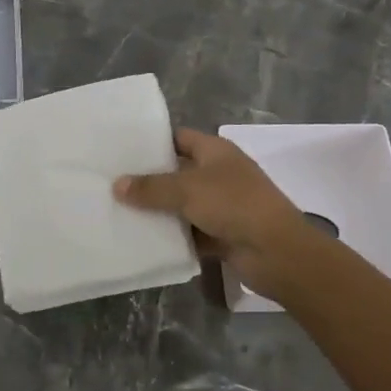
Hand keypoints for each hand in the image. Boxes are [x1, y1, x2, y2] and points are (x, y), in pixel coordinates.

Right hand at [114, 128, 324, 300]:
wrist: (277, 252)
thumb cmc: (233, 205)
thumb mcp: (186, 190)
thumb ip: (150, 187)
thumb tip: (117, 185)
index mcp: (216, 151)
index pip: (179, 138)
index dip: (153, 142)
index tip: (122, 150)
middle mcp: (219, 174)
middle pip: (178, 172)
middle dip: (149, 180)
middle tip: (112, 183)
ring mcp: (222, 206)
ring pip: (182, 205)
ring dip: (159, 211)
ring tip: (119, 212)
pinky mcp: (223, 235)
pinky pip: (190, 232)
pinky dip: (173, 237)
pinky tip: (143, 240)